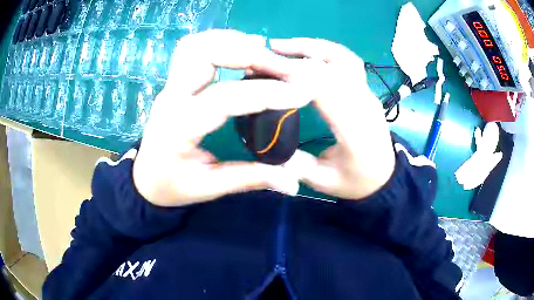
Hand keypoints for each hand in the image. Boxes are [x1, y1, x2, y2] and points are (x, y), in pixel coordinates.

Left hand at [133, 30, 312, 206]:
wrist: (145, 179)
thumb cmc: (171, 186)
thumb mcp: (209, 188)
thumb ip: (250, 179)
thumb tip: (292, 183)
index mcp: (178, 127)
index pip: (225, 99)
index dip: (266, 93)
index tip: (302, 93)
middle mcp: (171, 97)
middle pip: (205, 54)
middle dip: (251, 54)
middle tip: (285, 68)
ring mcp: (171, 85)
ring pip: (198, 44)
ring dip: (235, 42)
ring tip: (268, 54)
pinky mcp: (175, 81)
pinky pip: (195, 48)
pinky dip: (223, 42)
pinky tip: (245, 50)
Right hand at [264, 38, 396, 199]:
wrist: (386, 176)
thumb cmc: (357, 181)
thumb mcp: (325, 182)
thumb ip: (297, 166)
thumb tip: (267, 145)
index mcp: (354, 129)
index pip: (322, 88)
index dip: (291, 74)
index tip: (261, 70)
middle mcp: (363, 104)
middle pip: (329, 67)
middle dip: (293, 57)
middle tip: (263, 56)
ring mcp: (367, 93)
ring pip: (341, 57)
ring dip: (310, 46)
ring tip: (282, 45)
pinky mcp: (366, 89)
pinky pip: (347, 60)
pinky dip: (325, 49)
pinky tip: (307, 50)